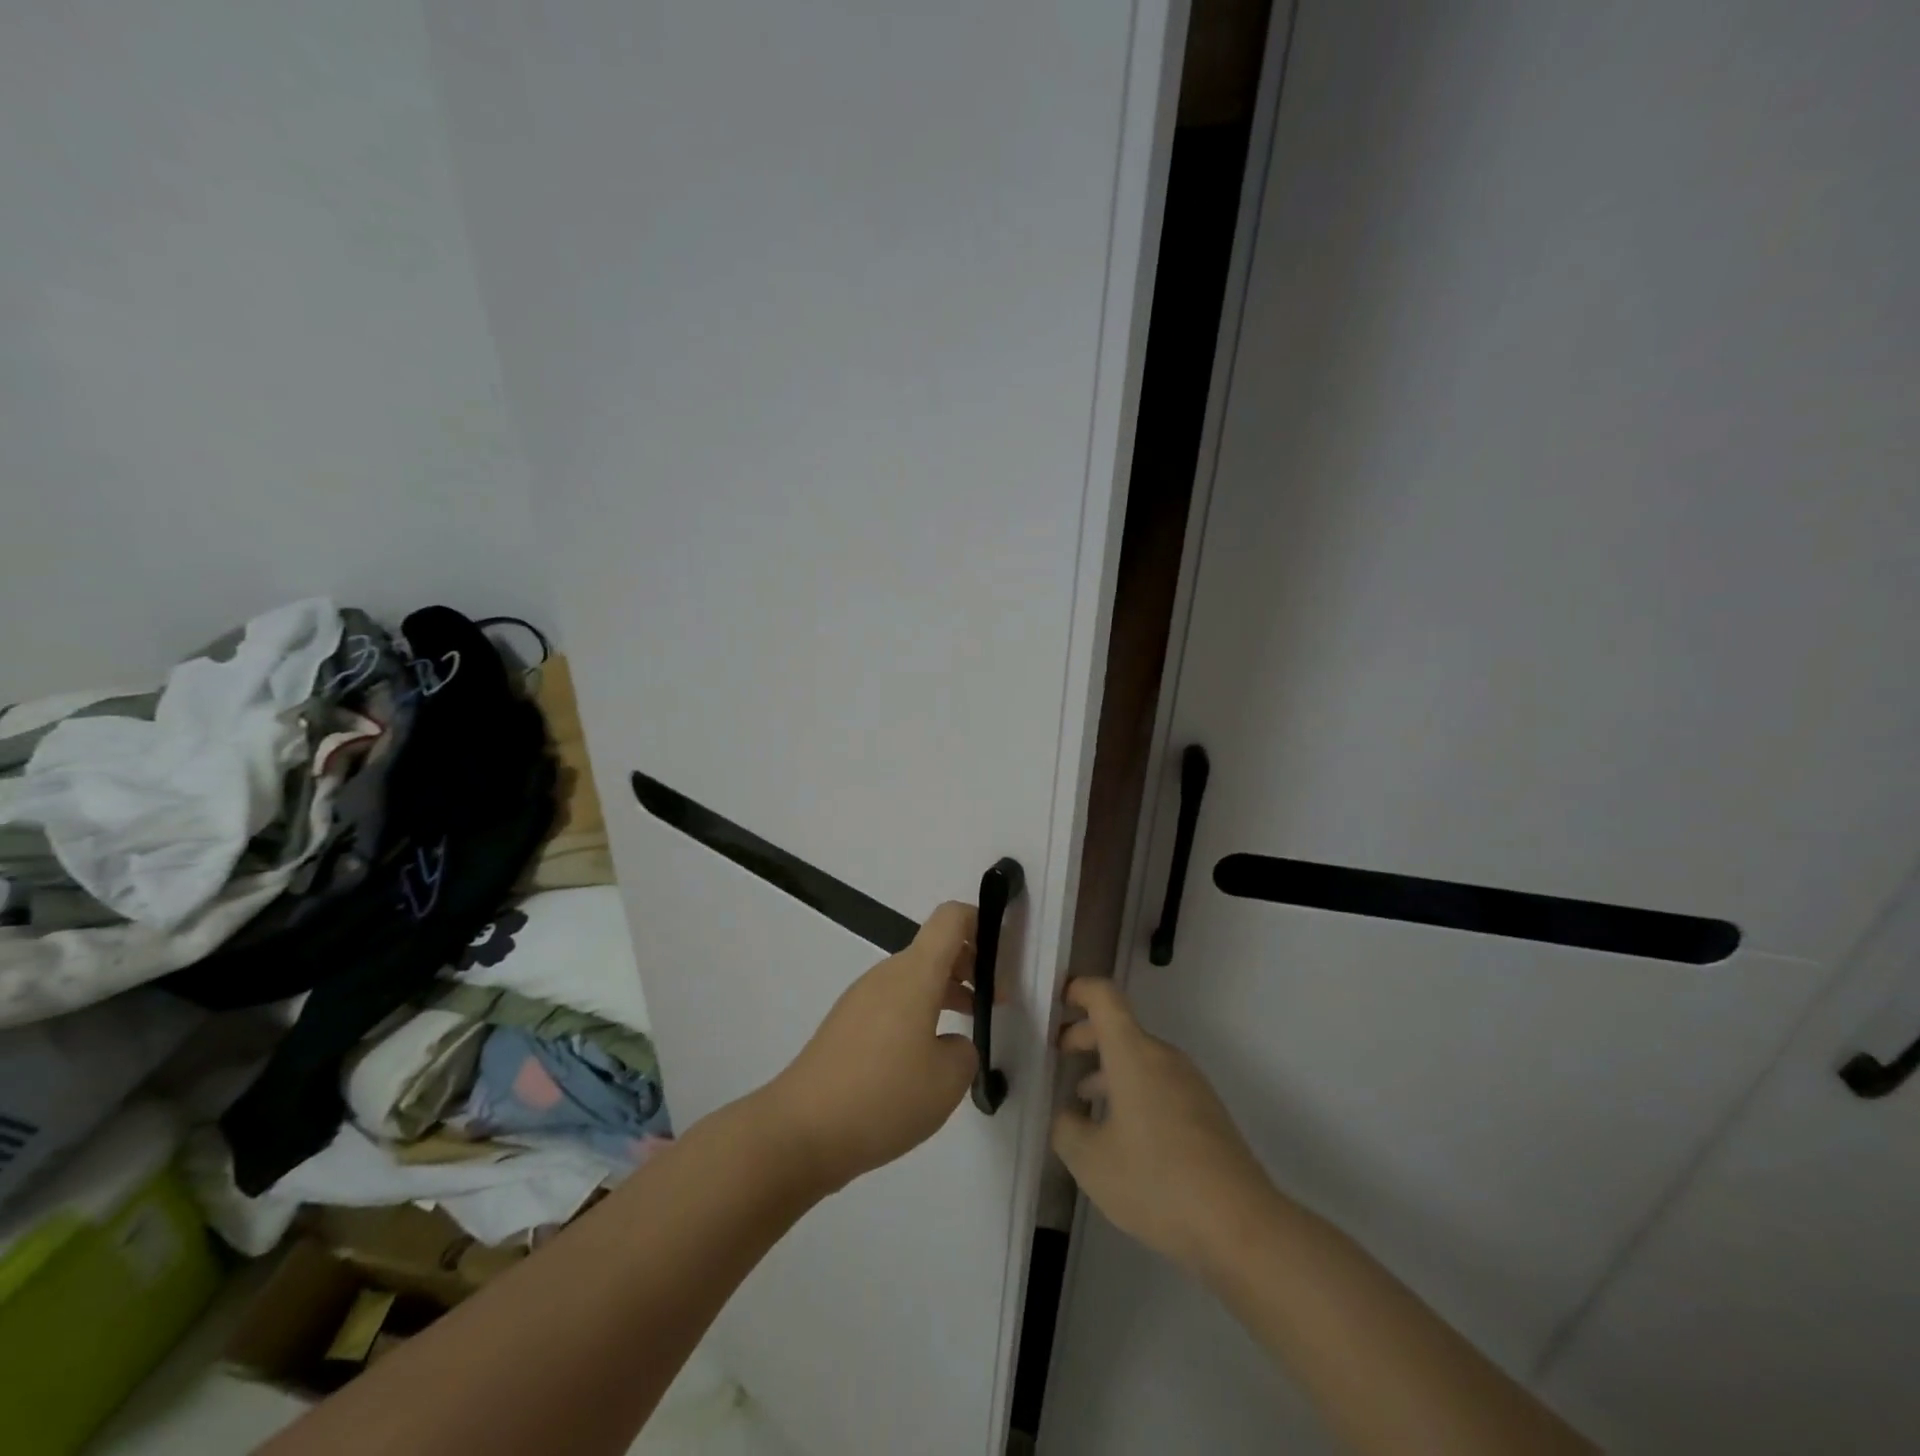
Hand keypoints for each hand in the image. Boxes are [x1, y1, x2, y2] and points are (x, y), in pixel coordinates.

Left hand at [764, 902, 981, 1193]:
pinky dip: (919, 1014)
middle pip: (935, 949)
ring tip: (968, 1034)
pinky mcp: (846, 1026)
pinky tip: (925, 1062)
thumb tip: (951, 1044)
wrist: (800, 1132)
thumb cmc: (883, 1096)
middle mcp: (887, 975)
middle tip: (996, 1005)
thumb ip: (966, 1051)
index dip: (982, 922)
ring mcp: (862, 999)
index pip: (951, 918)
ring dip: (946, 993)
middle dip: (971, 967)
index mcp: (915, 973)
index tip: (1005, 955)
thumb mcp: (947, 1080)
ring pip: (915, 979)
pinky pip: (893, 1003)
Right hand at [1052, 978, 1277, 1274]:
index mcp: (1133, 1053)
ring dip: (1108, 1069)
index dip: (1078, 990)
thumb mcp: (1091, 1161)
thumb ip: (1066, 1128)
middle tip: (1059, 1057)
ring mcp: (1190, 1084)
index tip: (1055, 1003)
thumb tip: (1068, 1115)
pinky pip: (1160, 1084)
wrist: (1241, 1226)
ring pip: (1140, 1059)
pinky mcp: (1207, 1113)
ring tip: (1083, 1103)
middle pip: (1120, 1028)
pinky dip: (1133, 1091)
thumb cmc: (1157, 1182)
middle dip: (1086, 1036)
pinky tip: (1122, 1136)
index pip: (1104, 997)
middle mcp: (1163, 1057)